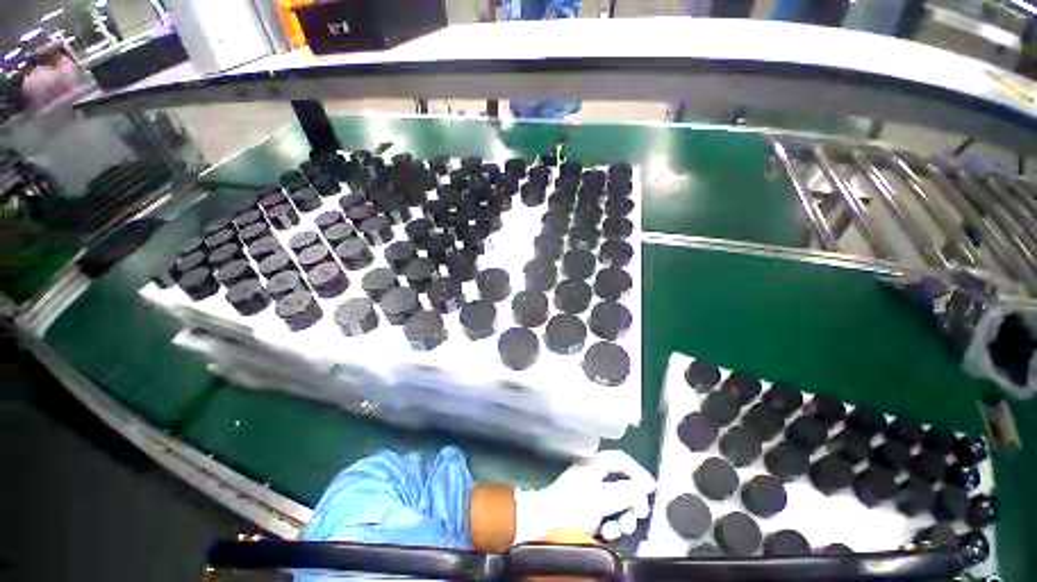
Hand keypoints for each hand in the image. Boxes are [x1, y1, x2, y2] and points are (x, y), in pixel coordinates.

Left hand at [513, 450, 655, 542]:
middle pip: (622, 483)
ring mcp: (589, 489)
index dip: (639, 472)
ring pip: (616, 501)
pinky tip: (607, 533)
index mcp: (596, 463)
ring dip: (622, 517)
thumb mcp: (604, 499)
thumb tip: (648, 484)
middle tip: (637, 516)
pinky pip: (606, 512)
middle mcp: (594, 473)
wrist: (546, 522)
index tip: (650, 490)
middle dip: (632, 502)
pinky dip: (610, 523)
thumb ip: (627, 492)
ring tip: (619, 530)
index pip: (622, 460)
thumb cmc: (575, 506)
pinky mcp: (586, 506)